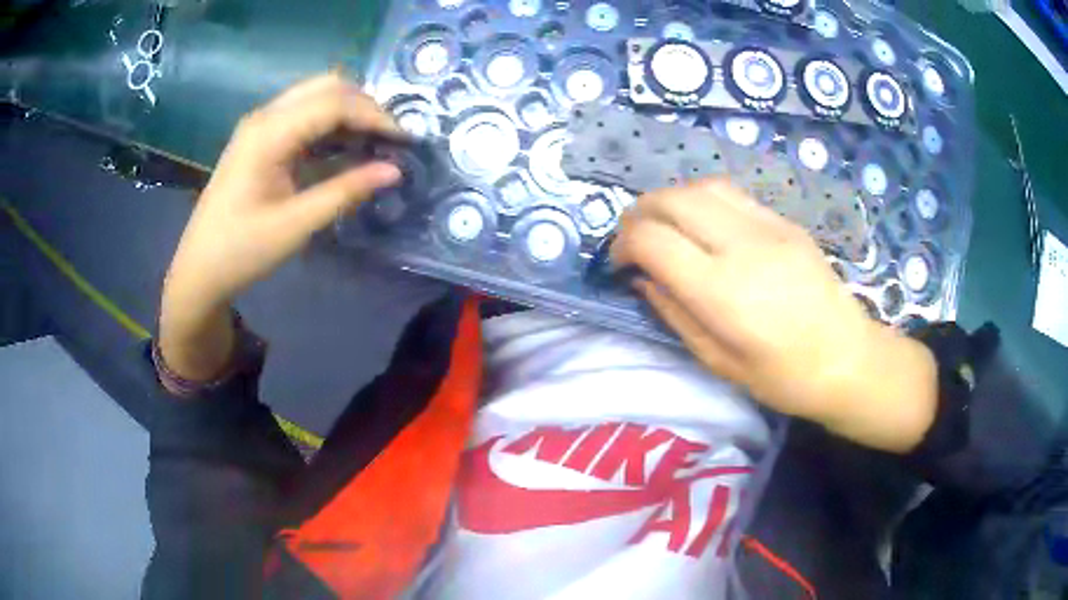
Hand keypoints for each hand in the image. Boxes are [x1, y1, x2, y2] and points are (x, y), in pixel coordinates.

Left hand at [159, 74, 401, 381]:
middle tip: (391, 138)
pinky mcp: (260, 137)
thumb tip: (395, 170)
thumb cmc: (242, 250)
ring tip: (375, 141)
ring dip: (349, 111)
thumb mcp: (296, 225)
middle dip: (365, 106)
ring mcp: (260, 124)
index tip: (405, 140)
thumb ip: (345, 192)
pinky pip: (303, 114)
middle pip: (327, 87)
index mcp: (269, 134)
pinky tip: (345, 146)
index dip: (374, 116)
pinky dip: (331, 122)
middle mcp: (265, 117)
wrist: (199, 268)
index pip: (334, 103)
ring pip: (316, 95)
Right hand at [612, 179, 937, 452]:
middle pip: (671, 199)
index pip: (652, 240)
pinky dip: (703, 200)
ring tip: (665, 226)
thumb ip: (674, 313)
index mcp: (721, 290)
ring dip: (671, 200)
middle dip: (639, 213)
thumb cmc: (782, 377)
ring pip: (701, 186)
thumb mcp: (717, 361)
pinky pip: (732, 194)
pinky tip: (703, 224)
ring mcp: (768, 226)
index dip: (622, 246)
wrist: (847, 358)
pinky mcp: (785, 221)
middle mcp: (741, 245)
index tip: (619, 265)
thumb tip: (642, 278)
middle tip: (633, 239)